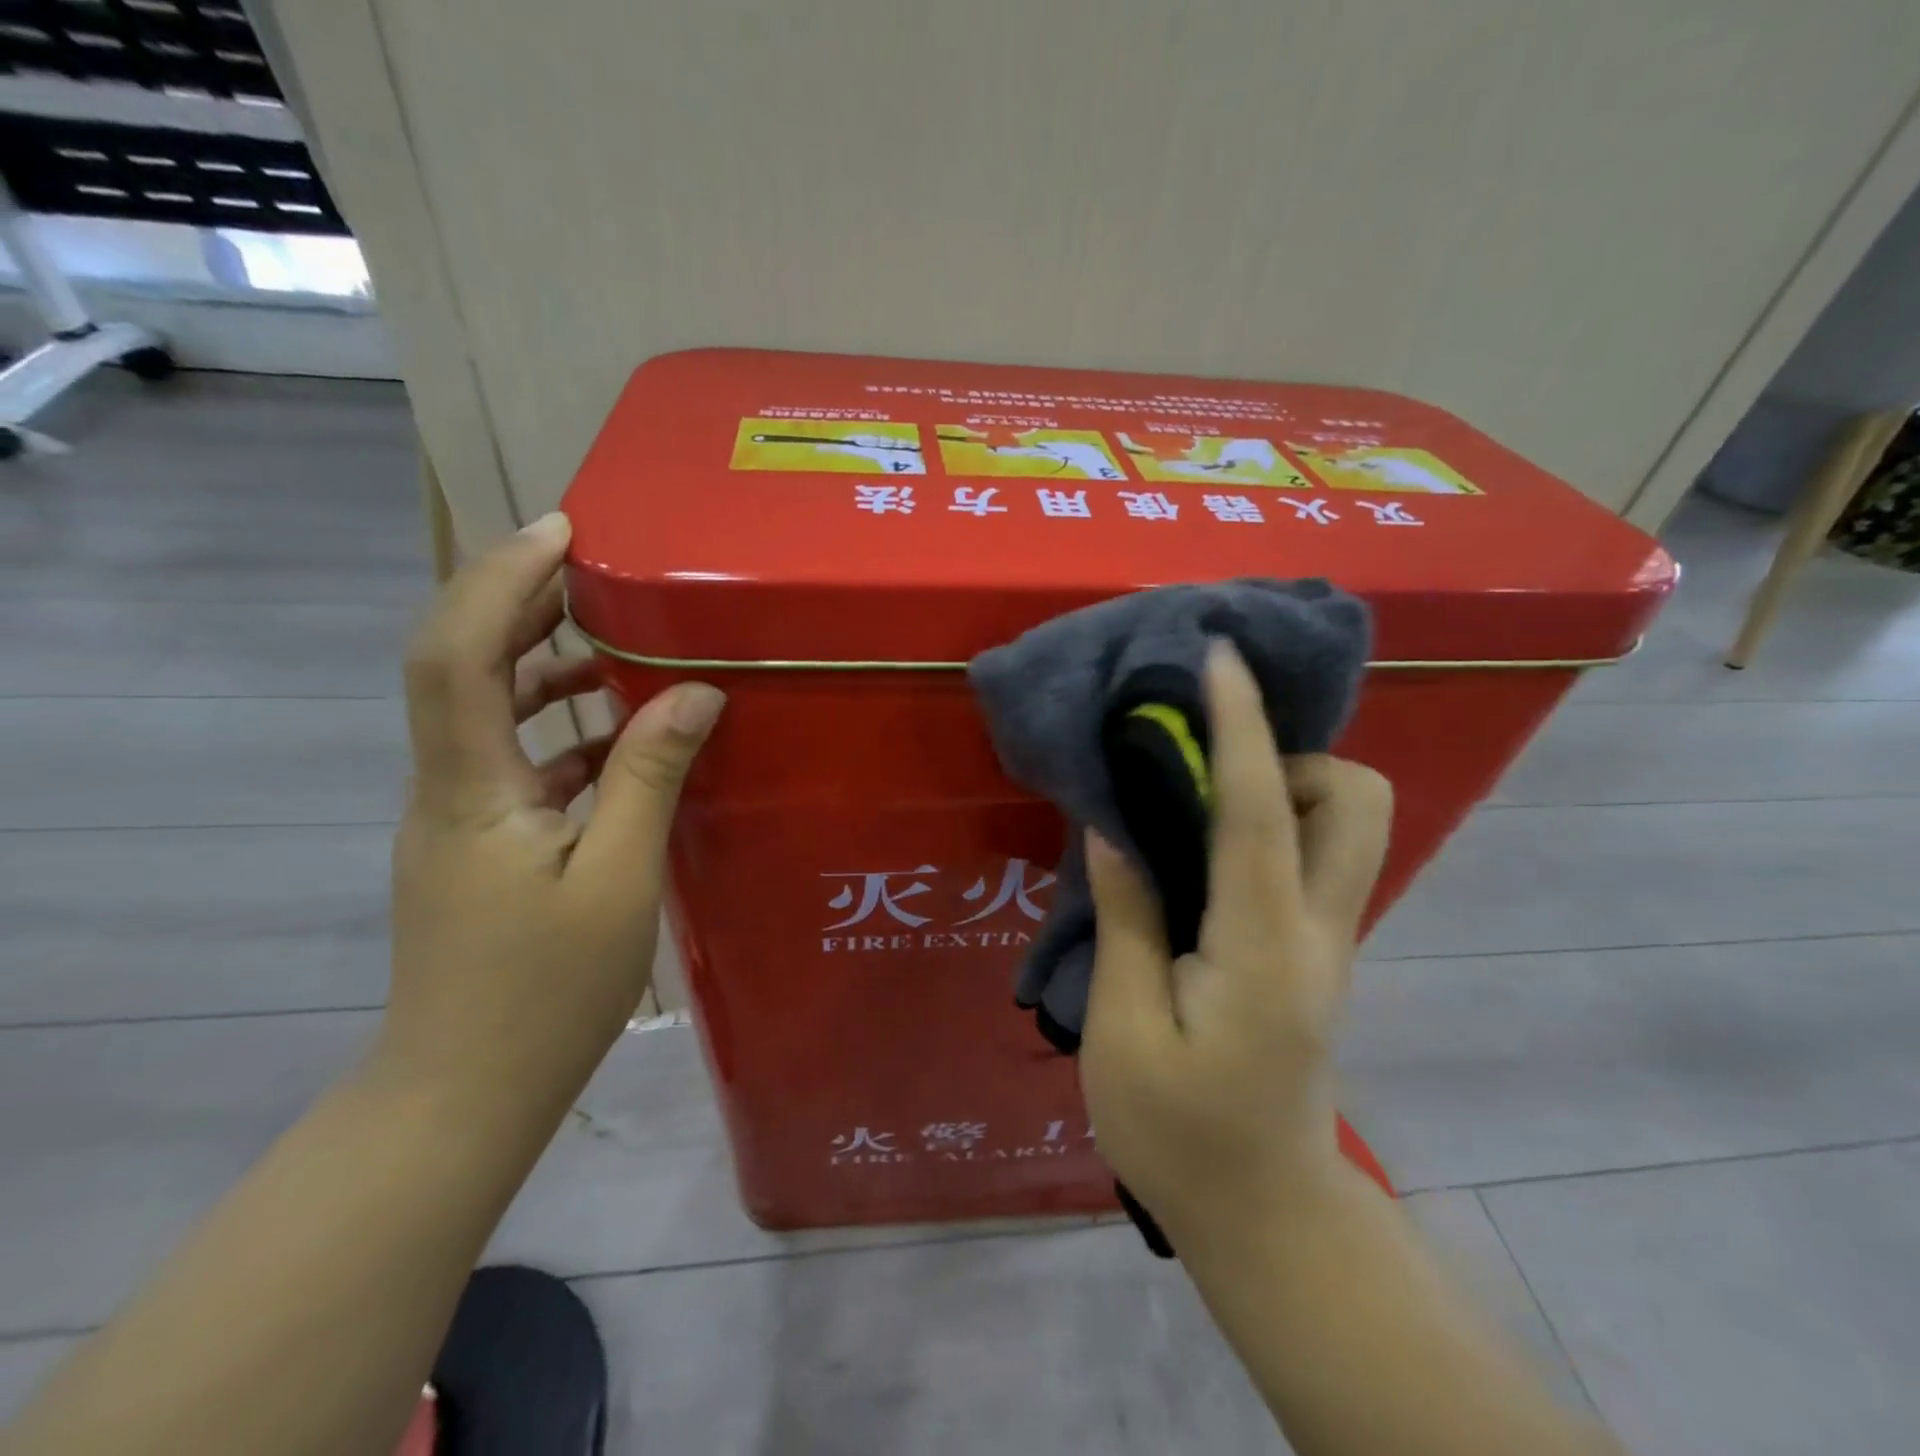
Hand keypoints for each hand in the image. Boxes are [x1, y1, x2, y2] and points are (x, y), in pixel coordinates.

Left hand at [374, 513, 723, 1119]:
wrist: (465, 1092)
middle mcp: (448, 786)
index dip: (500, 579)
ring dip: (542, 664)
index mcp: (471, 787)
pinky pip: (516, 760)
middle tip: (595, 569)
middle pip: (460, 664)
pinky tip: (622, 740)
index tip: (563, 533)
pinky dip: (563, 731)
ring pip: (487, 711)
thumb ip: (651, 774)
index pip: (458, 651)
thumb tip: (697, 692)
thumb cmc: (545, 990)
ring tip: (616, 640)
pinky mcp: (480, 842)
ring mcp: (459, 816)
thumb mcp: (619, 878)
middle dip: (519, 602)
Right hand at [1078, 640, 1391, 1244]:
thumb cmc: (1177, 1135)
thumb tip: (1116, 826)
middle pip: (1358, 802)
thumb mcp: (1125, 1031)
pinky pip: (1312, 855)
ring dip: (1281, 789)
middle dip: (1288, 760)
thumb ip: (1128, 919)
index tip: (1219, 659)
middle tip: (1207, 782)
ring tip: (1195, 816)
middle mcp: (1318, 932)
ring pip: (1347, 824)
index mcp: (1262, 951)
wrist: (1265, 1216)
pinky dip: (1270, 823)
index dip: (1240, 726)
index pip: (1257, 813)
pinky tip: (1202, 851)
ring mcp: (1329, 942)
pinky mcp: (1317, 951)